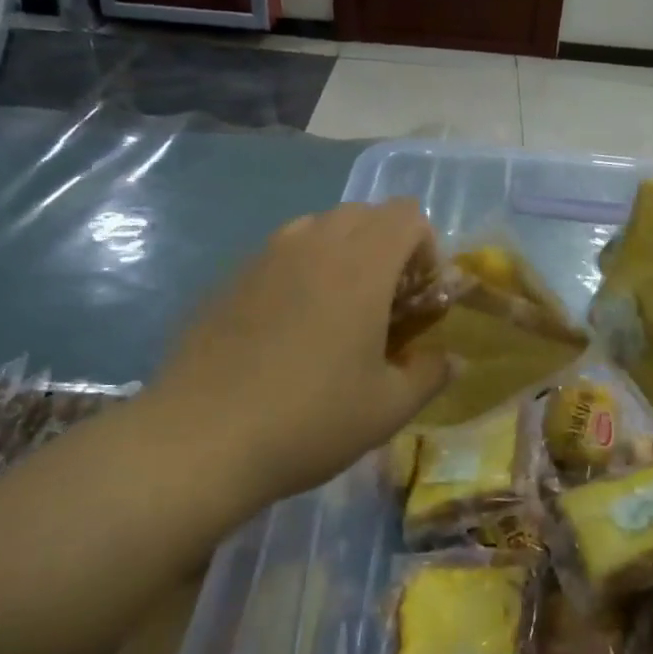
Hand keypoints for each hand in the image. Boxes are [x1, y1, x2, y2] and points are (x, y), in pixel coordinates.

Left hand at [146, 201, 450, 505]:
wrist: (200, 440)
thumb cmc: (309, 420)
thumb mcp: (387, 408)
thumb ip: (430, 374)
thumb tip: (452, 360)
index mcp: (361, 264)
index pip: (407, 215)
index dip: (424, 249)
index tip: (418, 298)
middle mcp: (314, 244)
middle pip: (364, 213)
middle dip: (386, 246)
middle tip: (383, 304)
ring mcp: (266, 256)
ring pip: (319, 228)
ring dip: (342, 254)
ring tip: (336, 313)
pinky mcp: (231, 277)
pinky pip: (281, 254)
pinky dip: (301, 272)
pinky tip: (287, 330)